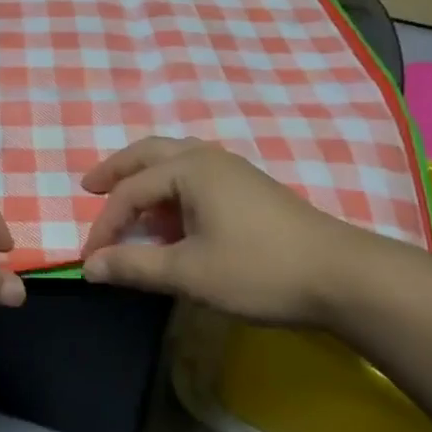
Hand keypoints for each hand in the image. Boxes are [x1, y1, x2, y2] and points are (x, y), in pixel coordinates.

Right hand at [79, 137, 404, 326]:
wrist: (342, 277)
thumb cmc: (259, 270)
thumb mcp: (189, 273)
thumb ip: (135, 266)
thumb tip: (89, 267)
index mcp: (190, 169)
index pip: (130, 191)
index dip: (105, 225)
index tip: (89, 260)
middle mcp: (208, 158)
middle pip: (149, 154)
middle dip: (116, 170)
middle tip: (90, 186)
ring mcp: (233, 171)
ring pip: (175, 162)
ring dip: (145, 178)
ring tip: (127, 203)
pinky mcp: (249, 189)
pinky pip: (196, 177)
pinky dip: (170, 190)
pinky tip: (172, 219)